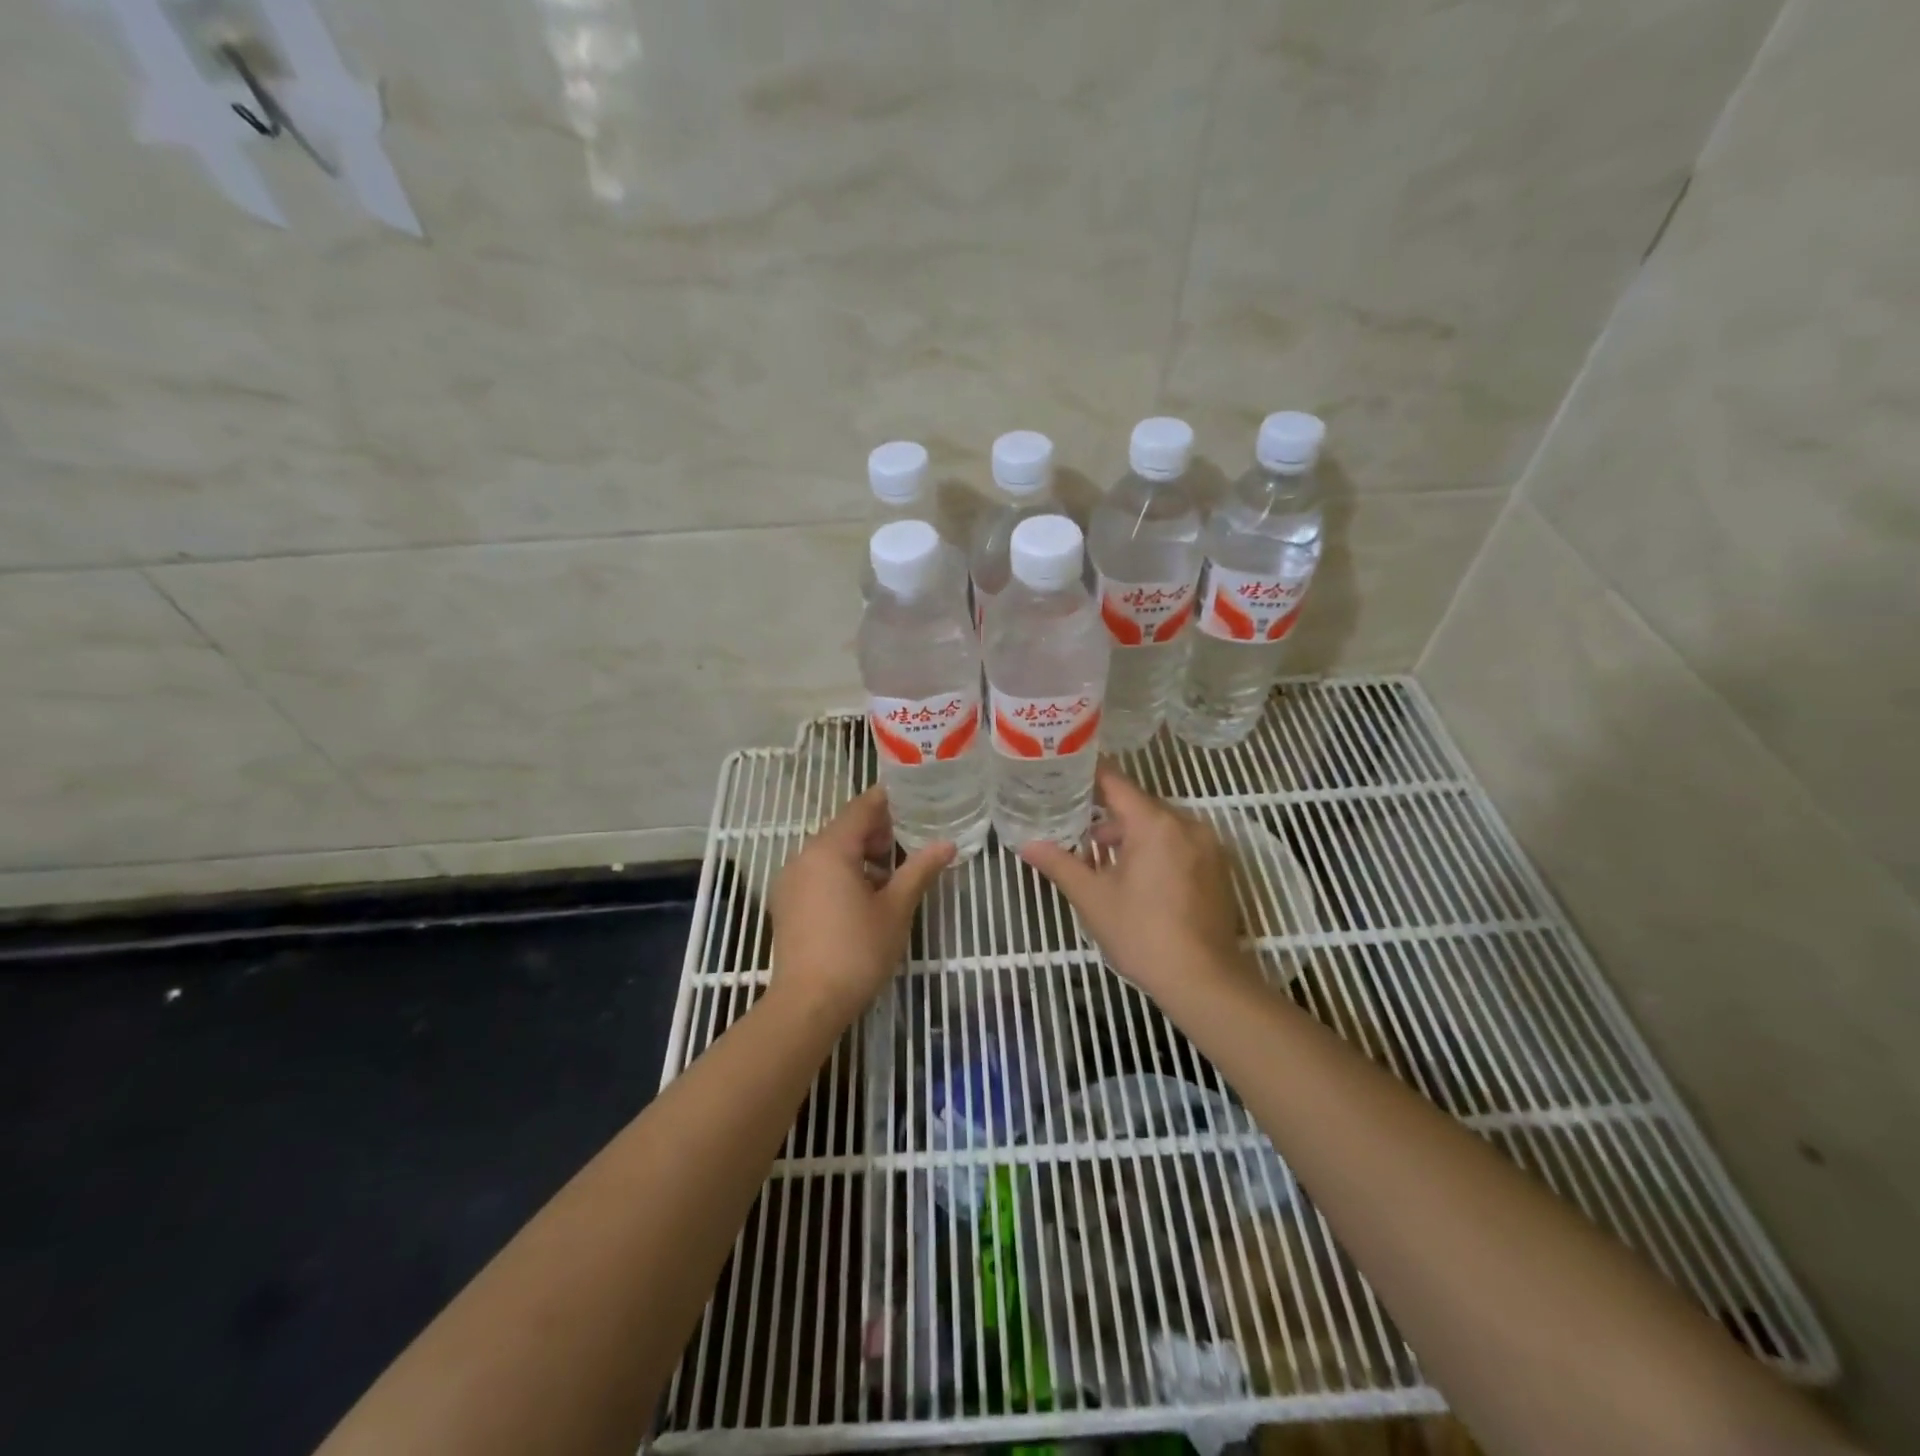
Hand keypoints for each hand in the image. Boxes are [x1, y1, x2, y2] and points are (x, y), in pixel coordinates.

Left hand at [768, 786, 952, 1019]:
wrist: (808, 1003)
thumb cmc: (857, 951)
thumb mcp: (896, 909)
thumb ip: (919, 870)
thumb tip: (947, 844)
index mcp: (830, 849)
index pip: (861, 808)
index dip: (888, 801)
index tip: (914, 799)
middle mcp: (803, 856)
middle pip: (844, 829)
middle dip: (877, 832)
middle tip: (909, 843)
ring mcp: (790, 880)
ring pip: (830, 852)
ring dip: (860, 855)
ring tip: (891, 876)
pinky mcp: (786, 903)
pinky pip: (817, 873)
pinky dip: (841, 873)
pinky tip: (863, 898)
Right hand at [1020, 762, 1244, 999]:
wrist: (1203, 980)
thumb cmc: (1141, 933)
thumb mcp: (1092, 898)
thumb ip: (1059, 864)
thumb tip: (1026, 845)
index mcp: (1154, 823)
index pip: (1116, 783)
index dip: (1088, 775)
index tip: (1064, 772)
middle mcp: (1186, 824)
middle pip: (1139, 806)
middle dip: (1108, 816)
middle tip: (1075, 827)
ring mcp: (1207, 847)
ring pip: (1160, 827)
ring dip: (1132, 836)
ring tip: (1101, 860)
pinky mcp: (1218, 869)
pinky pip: (1179, 844)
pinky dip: (1156, 850)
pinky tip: (1136, 878)